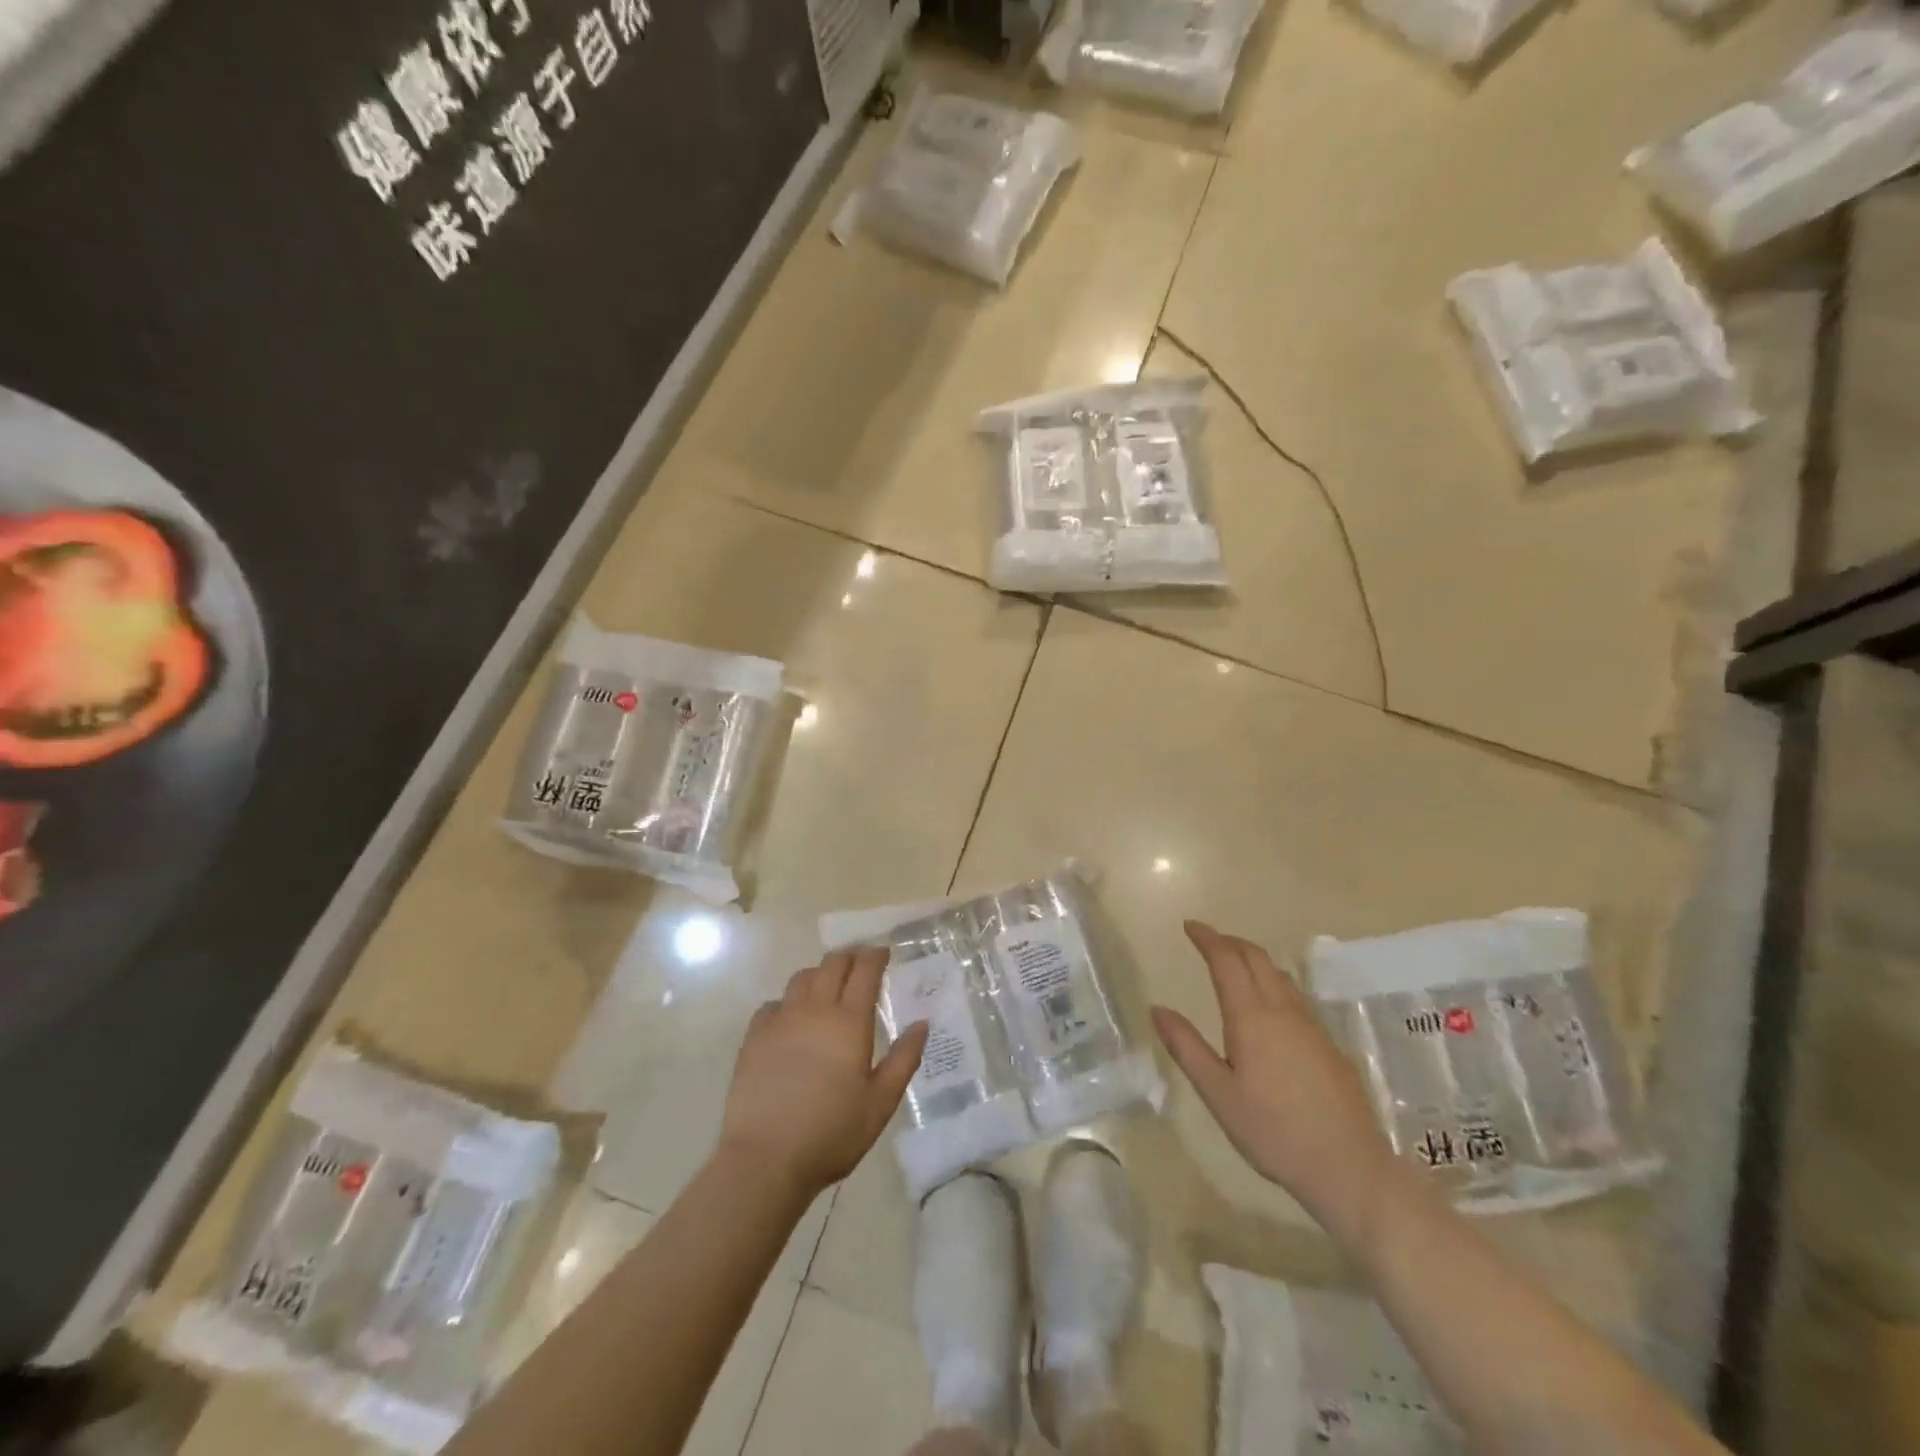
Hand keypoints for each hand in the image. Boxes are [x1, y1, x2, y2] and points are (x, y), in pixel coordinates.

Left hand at [719, 946, 928, 1198]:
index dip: (875, 956)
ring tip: (827, 985)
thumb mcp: (881, 1103)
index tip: (883, 953)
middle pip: (832, 965)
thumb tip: (922, 1024)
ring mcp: (780, 1021)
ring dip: (819, 973)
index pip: (864, 971)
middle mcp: (815, 1010)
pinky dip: (788, 1002)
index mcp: (849, 1022)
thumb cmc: (832, 1133)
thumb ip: (904, 1059)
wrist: (765, 1158)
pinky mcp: (754, 1037)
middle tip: (860, 963)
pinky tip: (791, 1018)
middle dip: (849, 957)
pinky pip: (773, 1004)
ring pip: (801, 978)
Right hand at [1152, 921, 1404, 1235]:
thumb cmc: (1273, 1131)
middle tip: (1208, 941)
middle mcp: (1283, 1010)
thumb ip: (1186, 1047)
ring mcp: (1311, 1026)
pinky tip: (1269, 1007)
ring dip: (1254, 960)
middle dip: (1230, 942)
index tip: (1190, 926)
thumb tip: (1157, 1008)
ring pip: (1280, 975)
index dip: (1207, 938)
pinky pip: (1295, 996)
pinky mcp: (1329, 1045)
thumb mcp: (1218, 1093)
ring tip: (1235, 966)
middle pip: (1257, 958)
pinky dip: (1273, 982)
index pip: (1227, 960)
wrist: (1349, 1167)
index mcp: (1251, 1017)